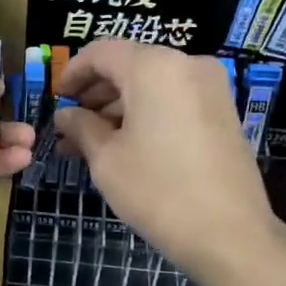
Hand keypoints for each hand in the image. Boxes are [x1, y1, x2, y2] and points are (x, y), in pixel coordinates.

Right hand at [53, 40, 278, 272]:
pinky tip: (125, 146)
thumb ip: (81, 127)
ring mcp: (211, 87)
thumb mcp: (106, 159)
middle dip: (96, 94)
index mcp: (154, 67)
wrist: (228, 233)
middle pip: (130, 66)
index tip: (56, 98)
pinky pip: (174, 100)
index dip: (73, 72)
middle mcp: (187, 64)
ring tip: (91, 144)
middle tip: (70, 127)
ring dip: (119, 108)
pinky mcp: (223, 112)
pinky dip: (147, 115)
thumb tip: (66, 115)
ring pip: (153, 85)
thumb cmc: (157, 190)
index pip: (102, 52)